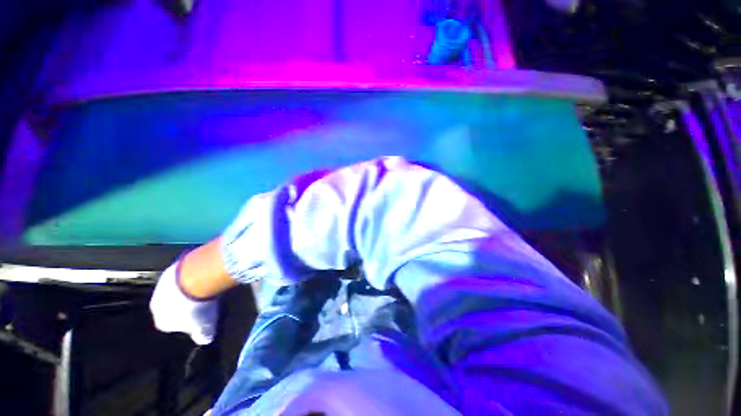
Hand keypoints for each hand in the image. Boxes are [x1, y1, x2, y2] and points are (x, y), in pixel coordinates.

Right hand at [150, 262, 218, 344]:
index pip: (173, 325)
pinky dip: (190, 277)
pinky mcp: (170, 270)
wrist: (191, 281)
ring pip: (174, 291)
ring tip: (203, 288)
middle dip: (186, 305)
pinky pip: (180, 277)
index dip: (188, 322)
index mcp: (162, 322)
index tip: (201, 317)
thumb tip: (205, 340)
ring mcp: (161, 286)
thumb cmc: (197, 310)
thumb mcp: (204, 326)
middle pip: (172, 307)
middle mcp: (156, 305)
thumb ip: (203, 335)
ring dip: (187, 290)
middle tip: (203, 301)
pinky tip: (202, 276)